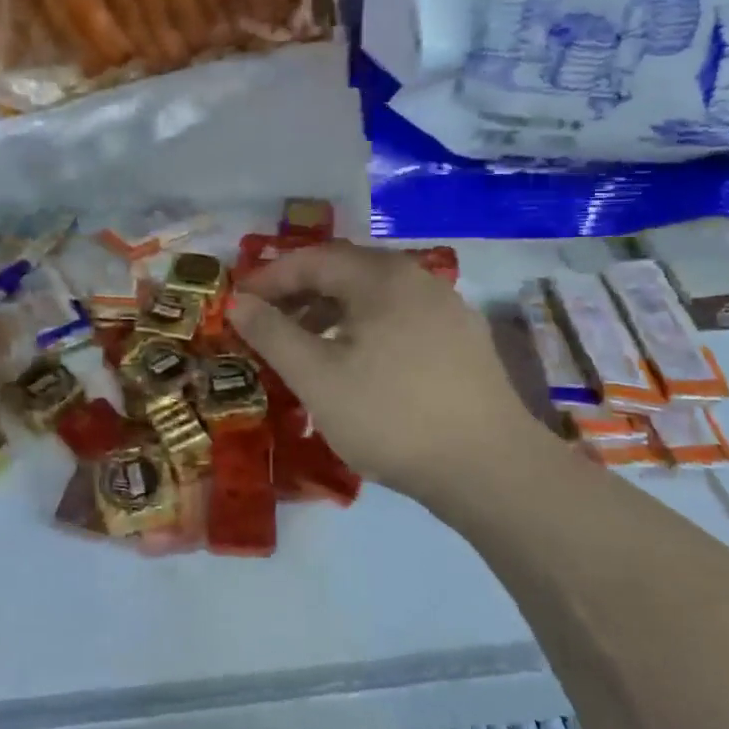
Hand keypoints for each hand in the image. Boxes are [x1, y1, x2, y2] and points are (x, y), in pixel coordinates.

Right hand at [229, 243, 555, 511]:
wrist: (490, 469)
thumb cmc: (392, 416)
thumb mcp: (317, 377)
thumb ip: (271, 334)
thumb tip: (237, 301)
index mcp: (382, 276)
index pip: (312, 258)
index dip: (268, 277)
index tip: (238, 304)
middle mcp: (418, 278)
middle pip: (345, 271)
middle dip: (299, 293)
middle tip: (266, 323)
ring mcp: (447, 308)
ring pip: (373, 296)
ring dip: (330, 311)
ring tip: (304, 346)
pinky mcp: (463, 340)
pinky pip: (399, 318)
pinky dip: (363, 328)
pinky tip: (355, 364)